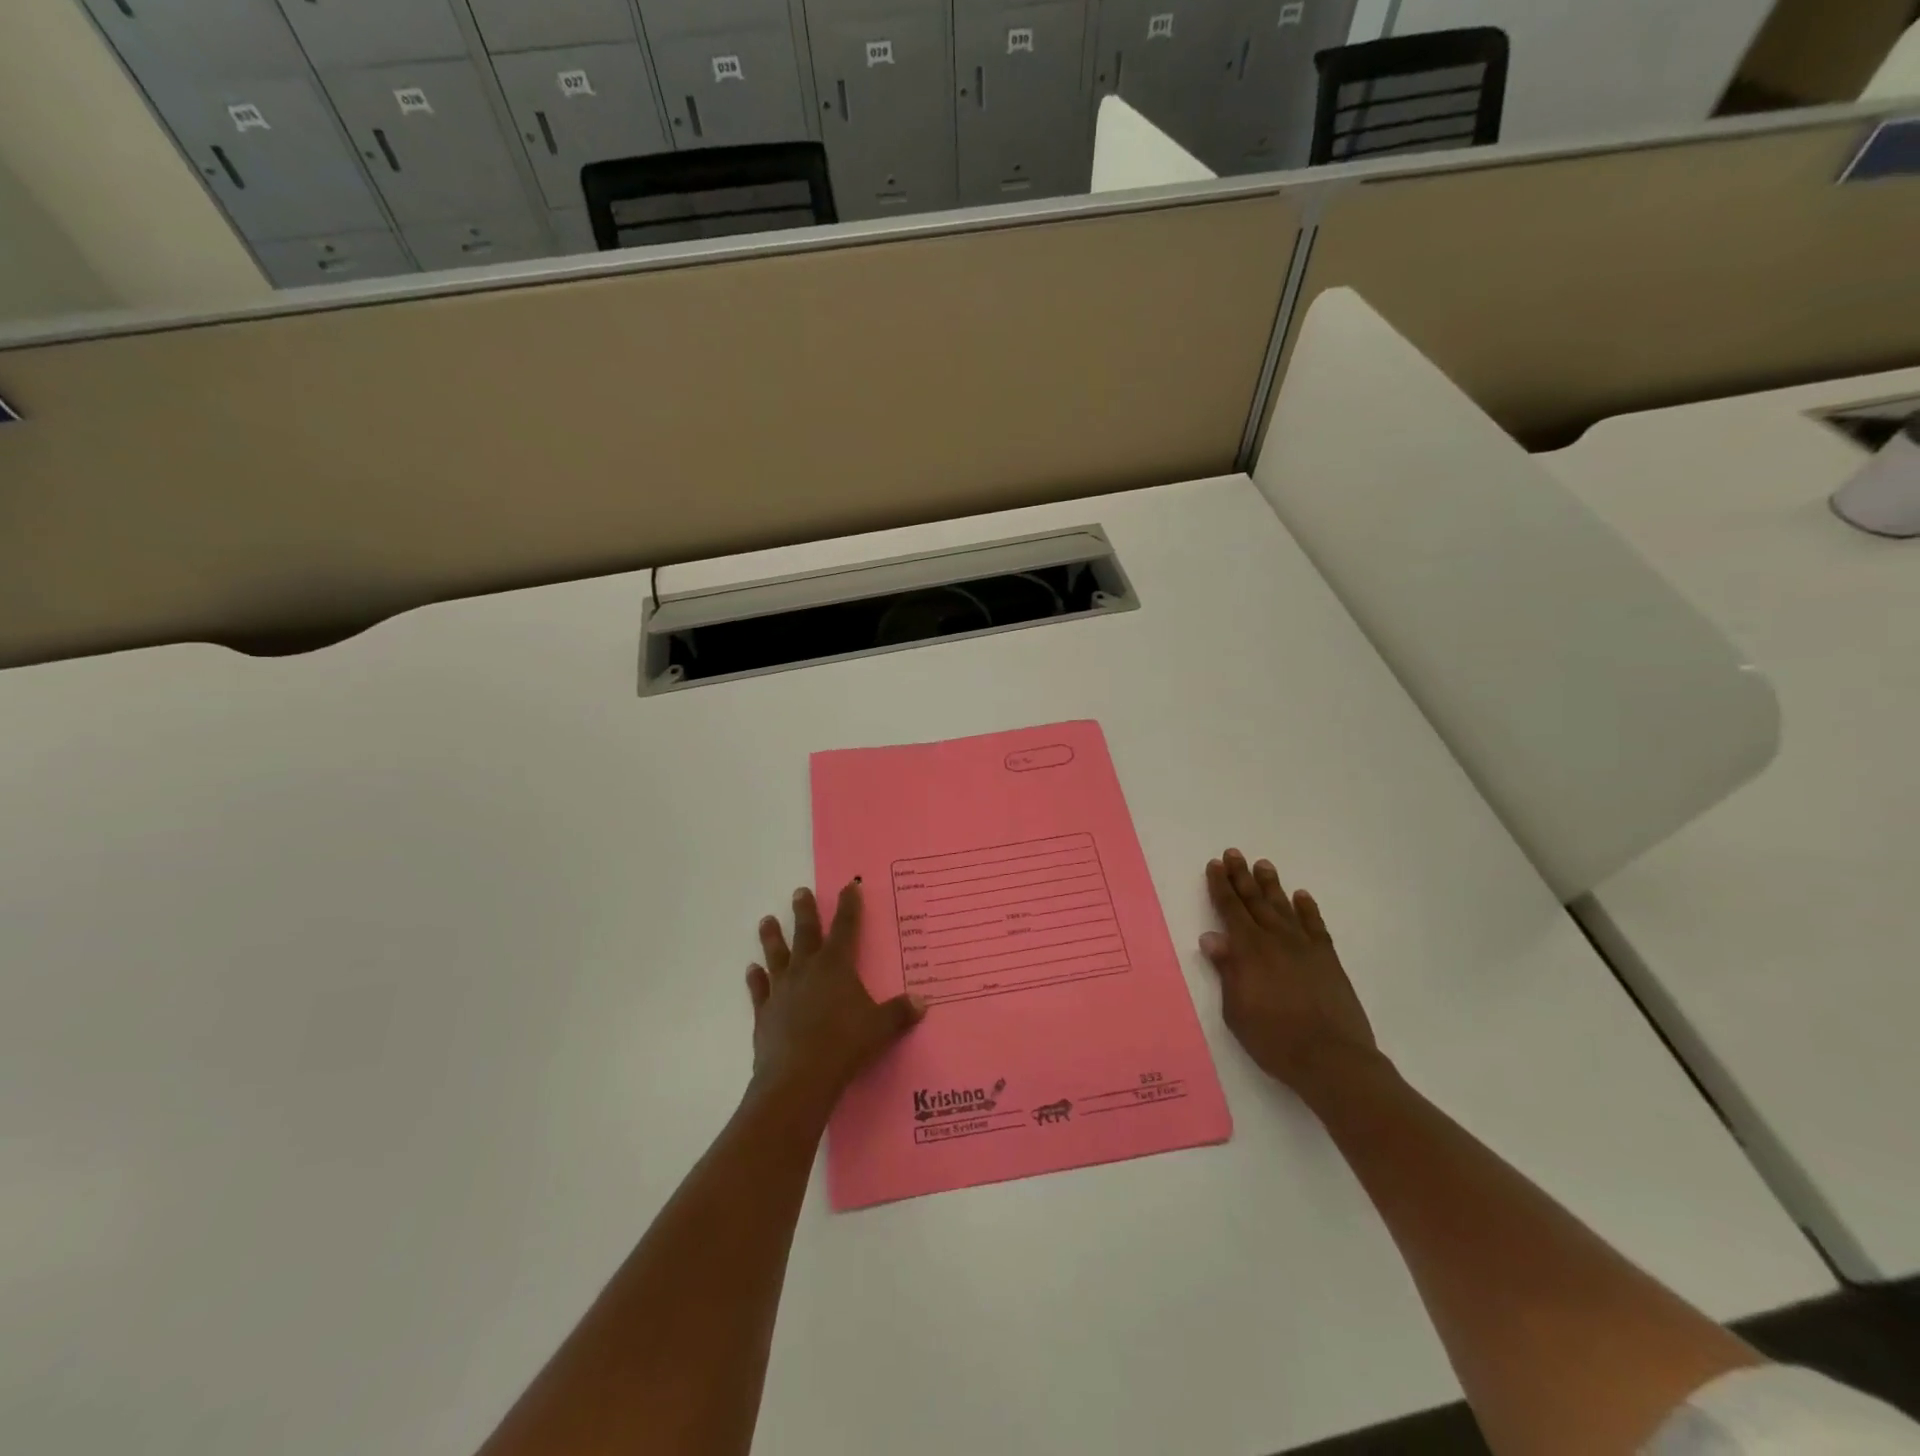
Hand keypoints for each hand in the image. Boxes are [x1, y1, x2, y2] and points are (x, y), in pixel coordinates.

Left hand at [746, 881, 926, 1114]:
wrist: (798, 1078)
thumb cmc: (844, 1045)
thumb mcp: (881, 1028)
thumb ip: (900, 1012)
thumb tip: (922, 1002)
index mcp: (836, 966)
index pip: (846, 927)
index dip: (849, 906)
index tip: (849, 886)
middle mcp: (806, 970)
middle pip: (806, 933)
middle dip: (805, 911)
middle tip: (800, 891)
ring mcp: (782, 990)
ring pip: (776, 955)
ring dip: (772, 937)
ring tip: (766, 920)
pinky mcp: (765, 1013)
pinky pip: (759, 990)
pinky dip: (755, 979)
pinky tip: (751, 970)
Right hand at [1201, 849, 1381, 1095]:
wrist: (1331, 1059)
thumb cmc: (1274, 1039)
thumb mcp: (1236, 1010)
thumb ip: (1226, 970)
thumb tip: (1211, 937)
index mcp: (1248, 951)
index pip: (1230, 909)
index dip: (1220, 886)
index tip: (1215, 865)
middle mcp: (1275, 940)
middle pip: (1255, 901)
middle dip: (1241, 876)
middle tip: (1234, 853)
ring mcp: (1304, 947)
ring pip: (1283, 907)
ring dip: (1271, 885)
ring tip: (1263, 864)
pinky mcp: (1328, 960)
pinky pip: (1315, 926)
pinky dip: (1307, 909)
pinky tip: (1301, 896)